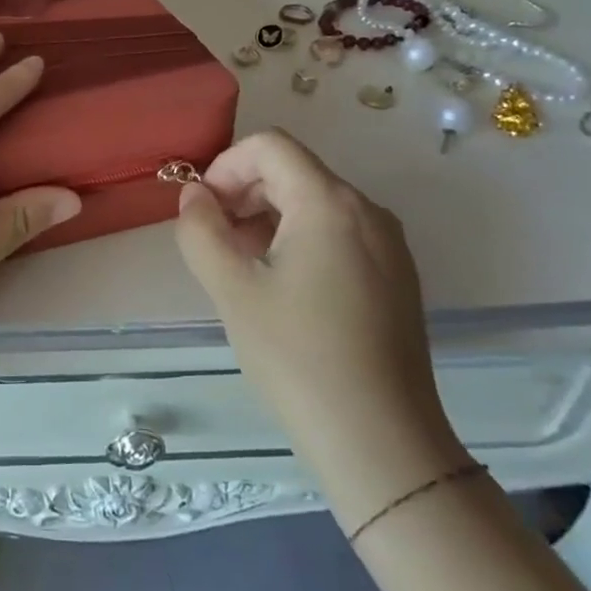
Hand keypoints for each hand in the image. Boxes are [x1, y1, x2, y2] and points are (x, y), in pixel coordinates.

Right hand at [175, 130, 466, 526]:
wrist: (382, 445)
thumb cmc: (297, 356)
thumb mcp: (231, 288)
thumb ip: (200, 229)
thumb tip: (195, 196)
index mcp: (330, 202)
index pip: (269, 146)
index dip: (225, 166)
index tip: (203, 211)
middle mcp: (367, 210)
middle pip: (292, 171)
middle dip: (243, 194)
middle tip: (215, 242)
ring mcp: (389, 244)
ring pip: (314, 203)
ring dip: (267, 219)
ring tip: (242, 269)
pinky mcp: (396, 276)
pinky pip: (338, 233)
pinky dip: (299, 240)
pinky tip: (281, 289)